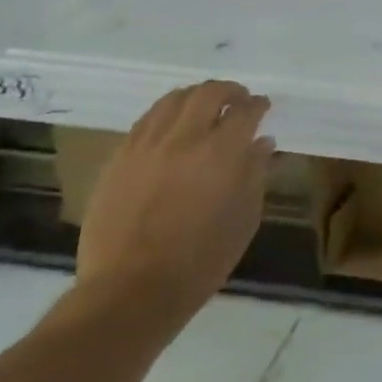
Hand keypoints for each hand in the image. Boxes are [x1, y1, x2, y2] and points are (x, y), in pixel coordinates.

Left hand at [75, 81, 274, 326]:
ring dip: (194, 97)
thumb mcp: (244, 219)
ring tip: (203, 107)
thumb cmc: (201, 260)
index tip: (263, 107)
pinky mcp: (118, 159)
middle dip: (228, 91)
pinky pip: (145, 121)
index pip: (245, 111)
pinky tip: (171, 127)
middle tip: (237, 100)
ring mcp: (145, 146)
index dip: (258, 105)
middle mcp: (183, 138)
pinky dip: (165, 114)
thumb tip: (262, 142)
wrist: (130, 290)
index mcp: (221, 153)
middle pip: (207, 93)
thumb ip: (255, 174)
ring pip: (172, 100)